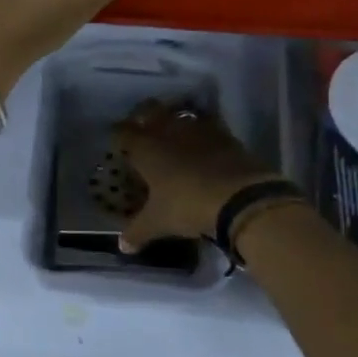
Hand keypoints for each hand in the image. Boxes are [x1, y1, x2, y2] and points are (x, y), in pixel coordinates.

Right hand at [112, 100, 276, 251]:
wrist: (239, 197)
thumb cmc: (186, 205)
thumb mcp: (158, 222)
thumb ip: (138, 232)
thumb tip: (123, 247)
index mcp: (145, 148)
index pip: (123, 132)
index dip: (118, 134)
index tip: (118, 140)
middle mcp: (168, 131)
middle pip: (150, 110)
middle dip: (143, 115)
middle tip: (142, 128)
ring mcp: (198, 129)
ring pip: (179, 113)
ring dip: (174, 119)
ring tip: (172, 131)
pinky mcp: (224, 134)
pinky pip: (207, 123)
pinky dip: (202, 129)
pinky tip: (202, 142)